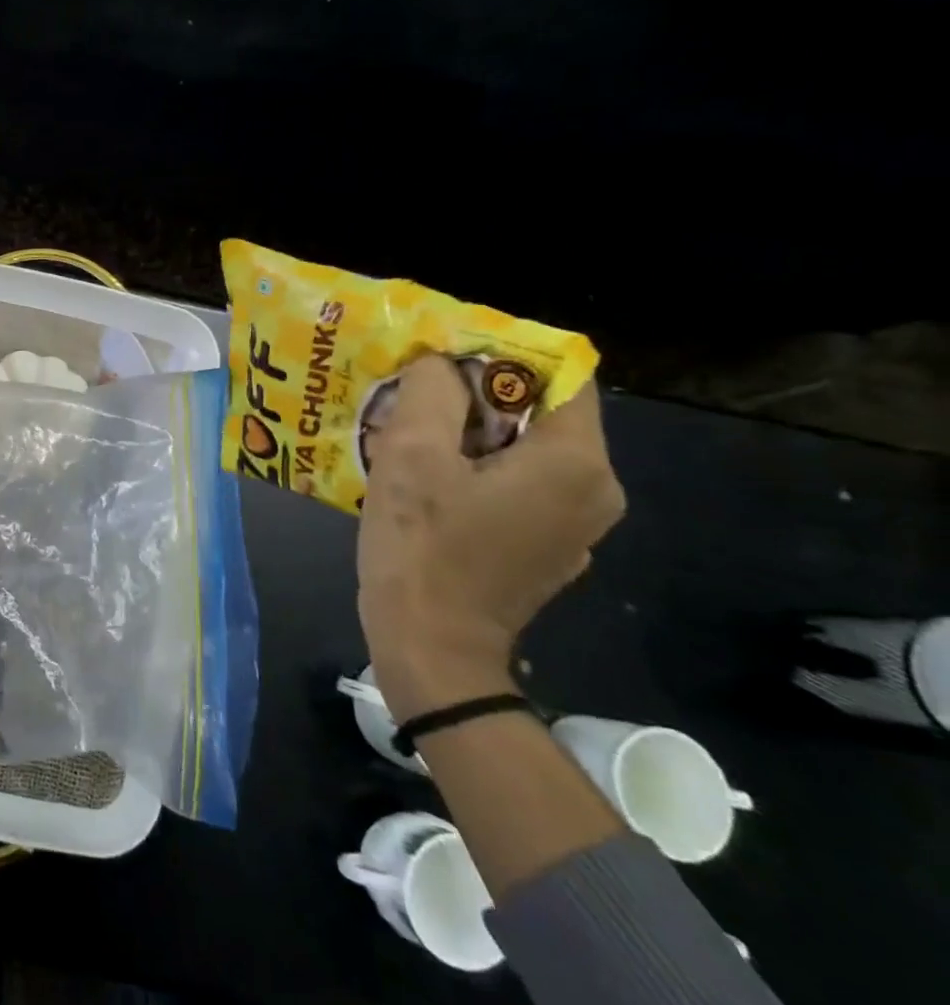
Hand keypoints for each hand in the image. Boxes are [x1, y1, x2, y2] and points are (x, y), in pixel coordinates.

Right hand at [357, 355, 624, 722]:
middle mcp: (594, 490)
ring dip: (469, 433)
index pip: (559, 373)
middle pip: (540, 412)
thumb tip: (440, 365)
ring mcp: (574, 525)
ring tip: (409, 435)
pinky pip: (519, 485)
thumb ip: (432, 392)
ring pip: (524, 449)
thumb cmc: (422, 548)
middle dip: (474, 396)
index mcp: (574, 462)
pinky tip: (427, 482)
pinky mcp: (547, 548)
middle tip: (411, 397)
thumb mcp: (412, 455)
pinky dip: (477, 470)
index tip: (440, 361)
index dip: (499, 355)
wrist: (431, 649)